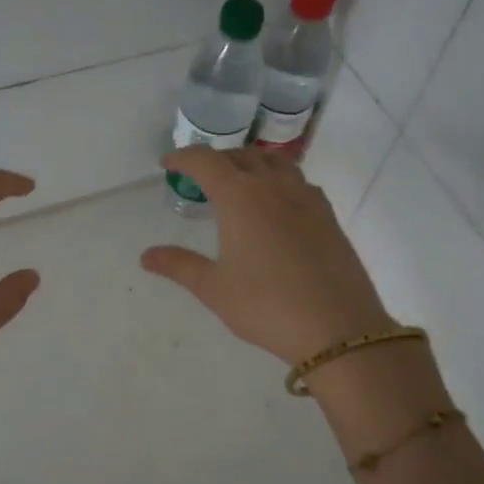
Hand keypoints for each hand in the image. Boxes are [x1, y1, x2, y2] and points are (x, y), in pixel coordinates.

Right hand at [141, 147, 393, 365]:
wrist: (337, 327)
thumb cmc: (265, 305)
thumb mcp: (214, 288)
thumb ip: (179, 265)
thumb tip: (147, 256)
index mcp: (240, 197)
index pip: (206, 161)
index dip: (184, 158)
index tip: (168, 165)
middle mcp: (274, 186)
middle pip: (242, 156)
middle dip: (217, 160)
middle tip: (200, 178)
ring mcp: (306, 198)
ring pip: (275, 163)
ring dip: (251, 164)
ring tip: (238, 184)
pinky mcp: (328, 216)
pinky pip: (298, 182)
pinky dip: (278, 181)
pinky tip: (275, 207)